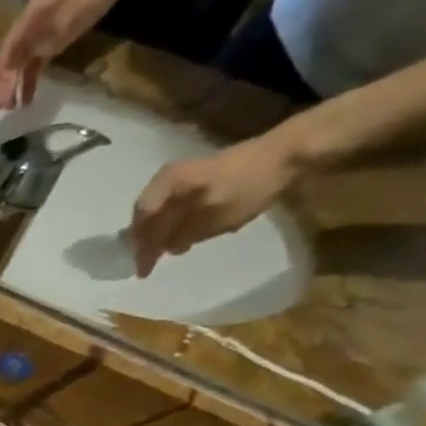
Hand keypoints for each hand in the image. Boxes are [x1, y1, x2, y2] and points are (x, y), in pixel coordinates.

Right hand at [0, 0, 128, 110]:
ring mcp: (38, 37)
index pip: (8, 50)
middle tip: (3, 106)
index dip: (1, 71)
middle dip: (5, 83)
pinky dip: (30, 81)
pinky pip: (34, 65)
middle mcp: (27, 29)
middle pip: (11, 60)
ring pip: (21, 65)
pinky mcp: (49, 43)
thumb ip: (45, 36)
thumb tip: (24, 58)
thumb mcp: (68, 13)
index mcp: (27, 19)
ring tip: (13, 108)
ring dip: (15, 86)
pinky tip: (28, 98)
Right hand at [127, 130, 302, 275]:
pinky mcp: (197, 179)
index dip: (140, 248)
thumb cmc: (246, 186)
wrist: (286, 154)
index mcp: (166, 185)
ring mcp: (181, 177)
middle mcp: (166, 180)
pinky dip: (172, 223)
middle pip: (146, 216)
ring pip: (159, 213)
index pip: (142, 221)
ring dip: (158, 234)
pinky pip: (173, 207)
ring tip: (162, 253)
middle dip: (146, 241)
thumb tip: (163, 248)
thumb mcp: (212, 217)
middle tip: (148, 264)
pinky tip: (180, 236)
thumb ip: (182, 235)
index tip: (143, 271)